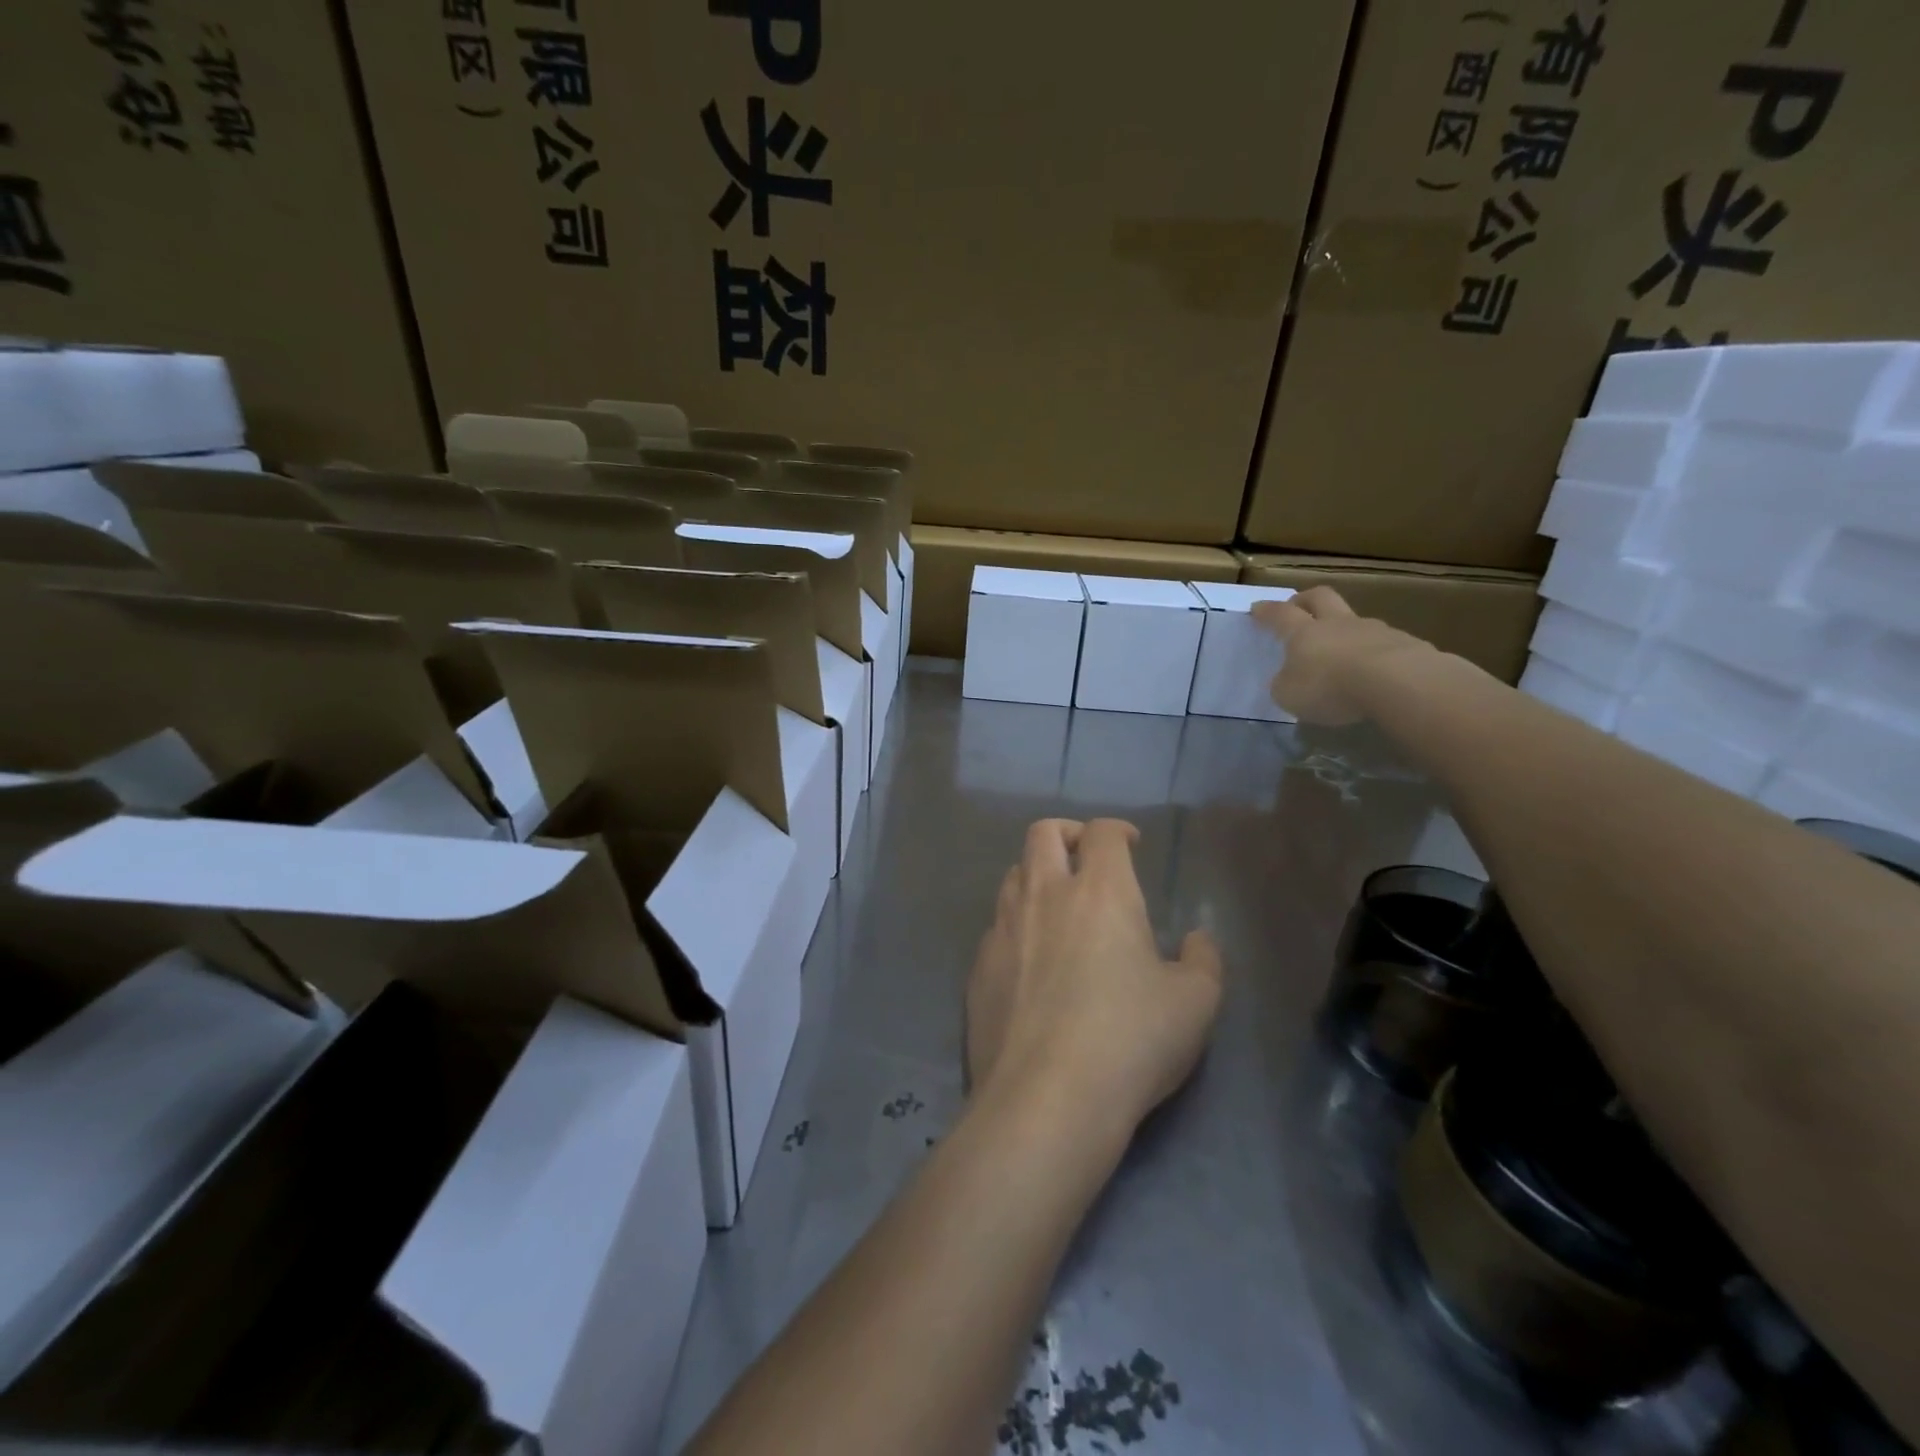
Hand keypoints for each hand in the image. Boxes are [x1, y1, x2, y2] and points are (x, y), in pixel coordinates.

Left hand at [966, 819, 1222, 1141]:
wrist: (1046, 1097)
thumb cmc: (1131, 1040)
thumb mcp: (1195, 1003)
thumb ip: (1203, 960)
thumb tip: (1196, 939)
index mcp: (1100, 892)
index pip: (1102, 834)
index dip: (1117, 830)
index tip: (1130, 844)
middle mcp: (1044, 895)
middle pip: (1043, 834)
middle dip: (1067, 834)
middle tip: (1086, 858)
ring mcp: (1003, 929)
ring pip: (1013, 875)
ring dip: (1036, 875)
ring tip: (1057, 904)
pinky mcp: (979, 966)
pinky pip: (996, 926)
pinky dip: (1015, 925)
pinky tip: (1030, 960)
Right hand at [1249, 586, 1436, 725]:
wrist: (1396, 682)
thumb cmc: (1329, 685)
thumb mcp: (1289, 694)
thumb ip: (1285, 684)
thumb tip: (1288, 679)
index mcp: (1304, 632)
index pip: (1280, 615)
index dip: (1267, 611)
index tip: (1257, 608)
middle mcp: (1338, 624)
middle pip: (1320, 597)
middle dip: (1305, 599)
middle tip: (1297, 605)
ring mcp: (1374, 630)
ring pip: (1354, 621)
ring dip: (1344, 629)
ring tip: (1342, 651)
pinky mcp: (1405, 644)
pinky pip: (1383, 644)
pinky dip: (1374, 653)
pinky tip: (1375, 672)